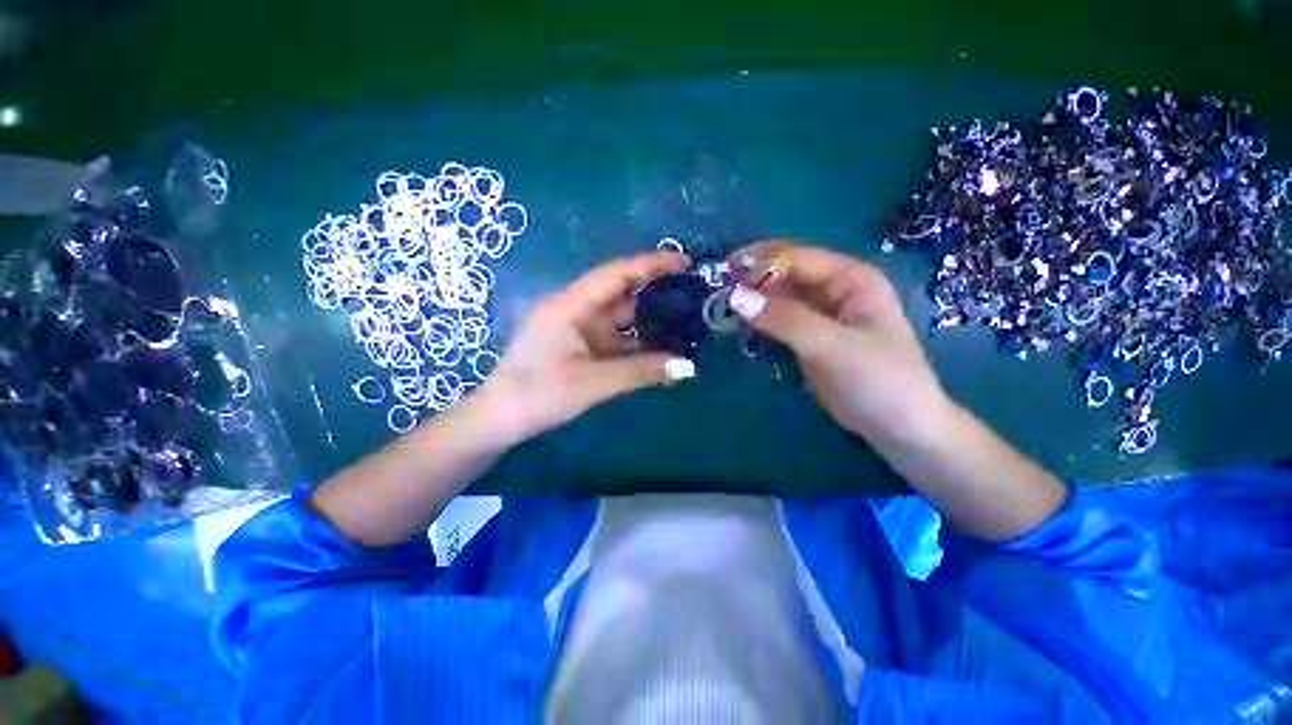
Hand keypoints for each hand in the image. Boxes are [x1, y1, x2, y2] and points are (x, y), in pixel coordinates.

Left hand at [475, 250, 695, 445]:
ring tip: (687, 324)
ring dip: (651, 323)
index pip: (616, 274)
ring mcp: (581, 331)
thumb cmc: (539, 394)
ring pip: (623, 319)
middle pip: (623, 294)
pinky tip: (663, 353)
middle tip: (694, 296)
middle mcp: (577, 311)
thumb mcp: (593, 382)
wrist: (501, 420)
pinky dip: (640, 346)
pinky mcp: (584, 349)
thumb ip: (641, 371)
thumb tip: (687, 366)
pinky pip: (618, 341)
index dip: (651, 264)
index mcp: (571, 306)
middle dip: (658, 293)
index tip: (685, 262)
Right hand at [727, 241, 953, 446]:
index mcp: (850, 279)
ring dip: (752, 302)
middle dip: (752, 281)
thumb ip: (785, 320)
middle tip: (718, 293)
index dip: (761, 266)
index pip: (797, 259)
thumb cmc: (878, 380)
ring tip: (722, 311)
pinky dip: (759, 322)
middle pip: (785, 275)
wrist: (899, 428)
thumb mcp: (832, 346)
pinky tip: (740, 328)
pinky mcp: (810, 338)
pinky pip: (778, 321)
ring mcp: (820, 315)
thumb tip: (736, 297)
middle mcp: (834, 290)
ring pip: (779, 298)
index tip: (726, 279)